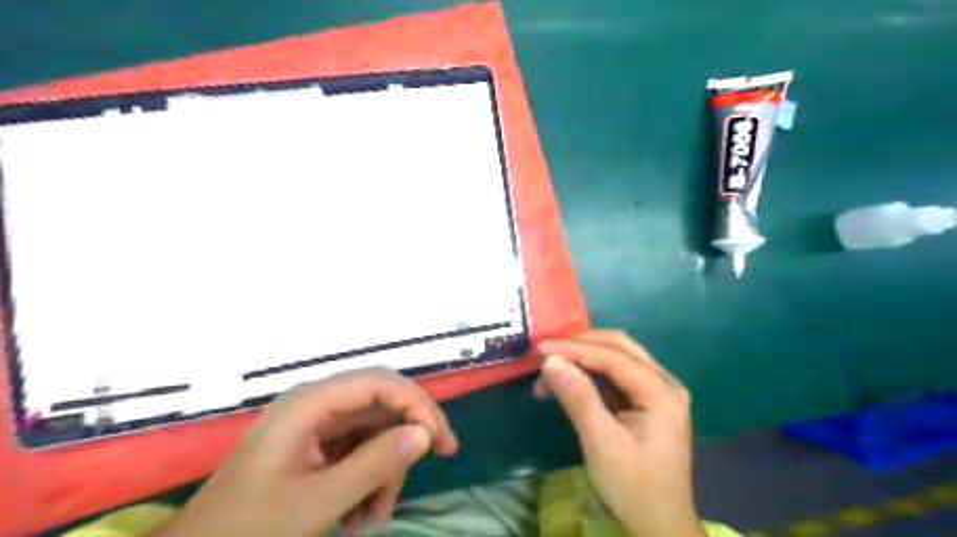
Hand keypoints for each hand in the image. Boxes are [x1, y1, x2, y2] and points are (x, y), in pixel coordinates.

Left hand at [150, 370, 459, 536]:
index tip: (439, 439)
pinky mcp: (316, 445)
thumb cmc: (250, 527)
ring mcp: (316, 425)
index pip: (380, 382)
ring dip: (387, 464)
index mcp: (311, 403)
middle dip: (409, 432)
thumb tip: (424, 433)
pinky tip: (364, 512)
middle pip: (381, 401)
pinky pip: (358, 448)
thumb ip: (375, 463)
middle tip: (440, 456)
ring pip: (374, 428)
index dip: (417, 403)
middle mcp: (317, 404)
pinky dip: (370, 476)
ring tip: (379, 513)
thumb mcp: (319, 501)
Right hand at [536, 330, 703, 536]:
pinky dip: (589, 373)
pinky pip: (615, 374)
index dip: (574, 349)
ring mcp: (657, 390)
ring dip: (582, 357)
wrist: (659, 525)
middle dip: (580, 345)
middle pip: (619, 346)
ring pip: (616, 356)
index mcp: (661, 392)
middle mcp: (664, 382)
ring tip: (550, 370)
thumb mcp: (601, 443)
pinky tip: (568, 381)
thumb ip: (578, 398)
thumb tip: (551, 361)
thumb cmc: (633, 487)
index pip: (613, 356)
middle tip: (546, 353)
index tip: (540, 349)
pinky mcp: (646, 400)